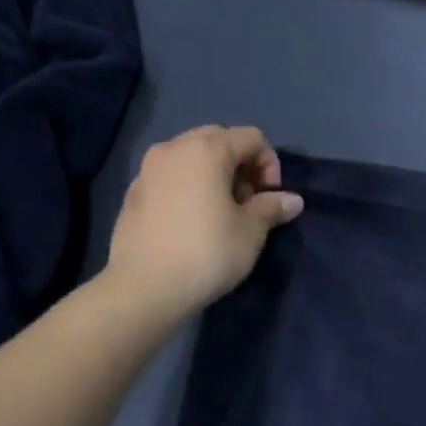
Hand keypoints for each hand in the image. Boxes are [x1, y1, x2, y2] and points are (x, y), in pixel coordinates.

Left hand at [104, 126, 303, 322]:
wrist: (144, 288)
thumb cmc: (207, 253)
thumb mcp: (250, 232)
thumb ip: (271, 208)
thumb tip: (293, 200)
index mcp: (207, 149)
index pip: (251, 137)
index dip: (270, 164)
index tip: (270, 199)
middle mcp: (174, 148)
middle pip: (218, 140)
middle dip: (240, 166)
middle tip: (246, 203)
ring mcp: (148, 169)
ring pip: (190, 157)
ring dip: (213, 175)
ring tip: (220, 213)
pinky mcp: (132, 193)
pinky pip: (170, 178)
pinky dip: (187, 188)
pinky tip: (191, 223)